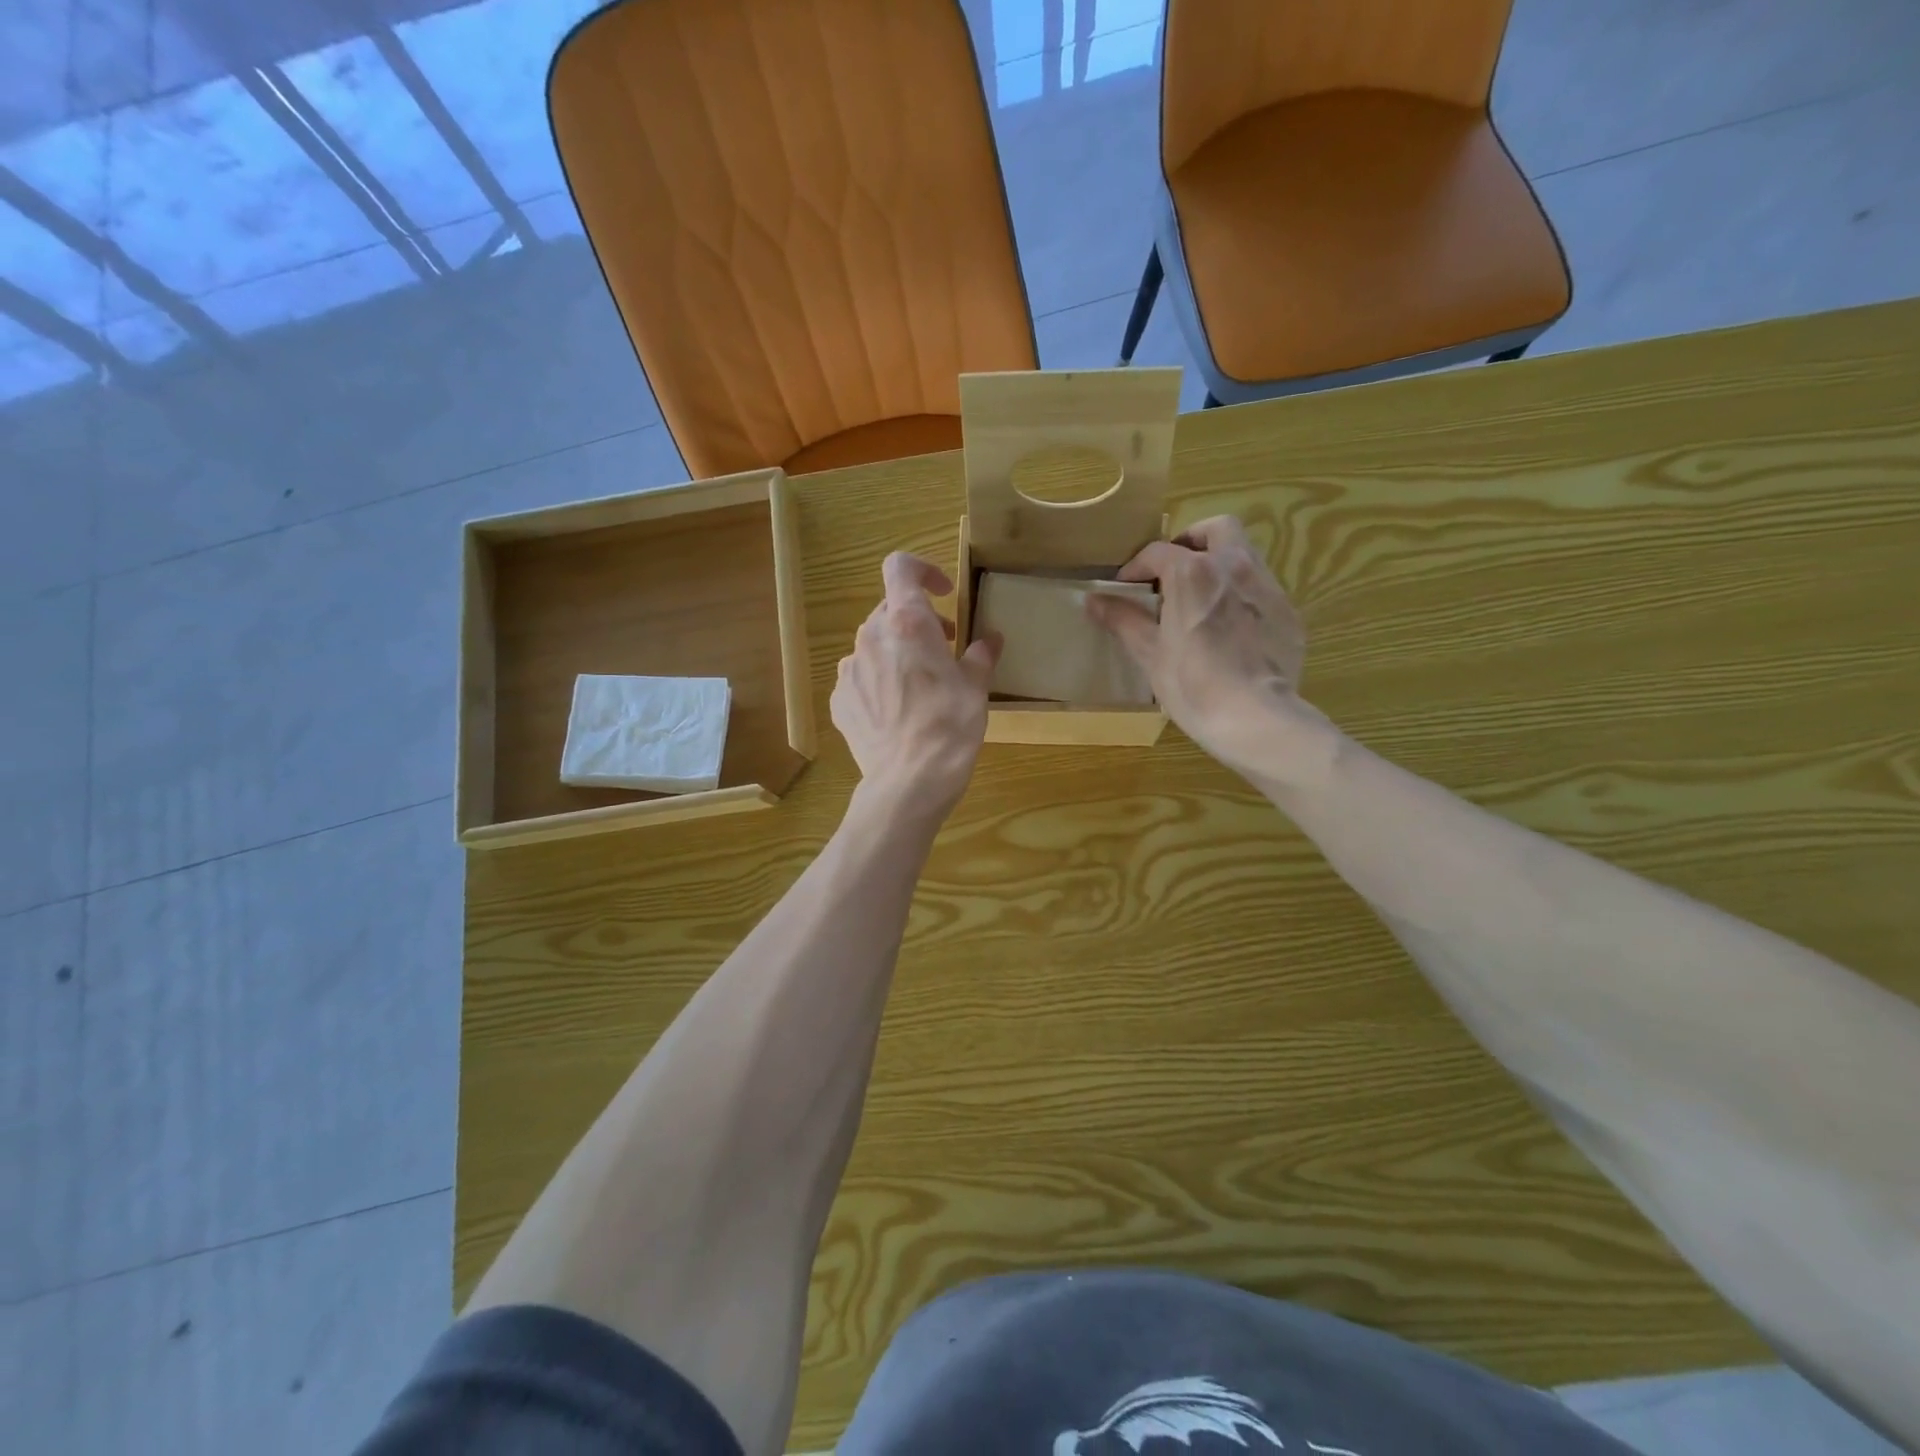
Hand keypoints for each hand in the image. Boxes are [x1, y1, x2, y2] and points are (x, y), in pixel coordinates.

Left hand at [833, 553, 1001, 820]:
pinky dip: (879, 681)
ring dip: (897, 651)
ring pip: (874, 644)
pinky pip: (861, 676)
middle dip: (918, 621)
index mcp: (907, 623)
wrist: (908, 781)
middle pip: (890, 609)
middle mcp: (871, 637)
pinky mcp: (839, 699)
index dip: (923, 570)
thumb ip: (980, 656)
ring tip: (919, 684)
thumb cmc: (949, 726)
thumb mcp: (976, 688)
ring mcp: (849, 669)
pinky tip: (897, 711)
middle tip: (944, 648)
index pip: (900, 567)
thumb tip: (990, 640)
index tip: (943, 595)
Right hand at [1086, 516, 1316, 781]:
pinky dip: (1241, 595)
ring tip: (1202, 599)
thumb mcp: (1149, 653)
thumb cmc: (1191, 684)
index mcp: (1193, 572)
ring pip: (1244, 554)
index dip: (1136, 568)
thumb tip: (1093, 601)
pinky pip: (1261, 588)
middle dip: (1192, 542)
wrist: (1255, 717)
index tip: (1126, 589)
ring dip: (1219, 564)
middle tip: (1173, 572)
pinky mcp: (1288, 612)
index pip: (1158, 552)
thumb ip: (1122, 619)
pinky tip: (1231, 629)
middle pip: (1216, 530)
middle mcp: (1234, 566)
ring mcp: (1267, 587)